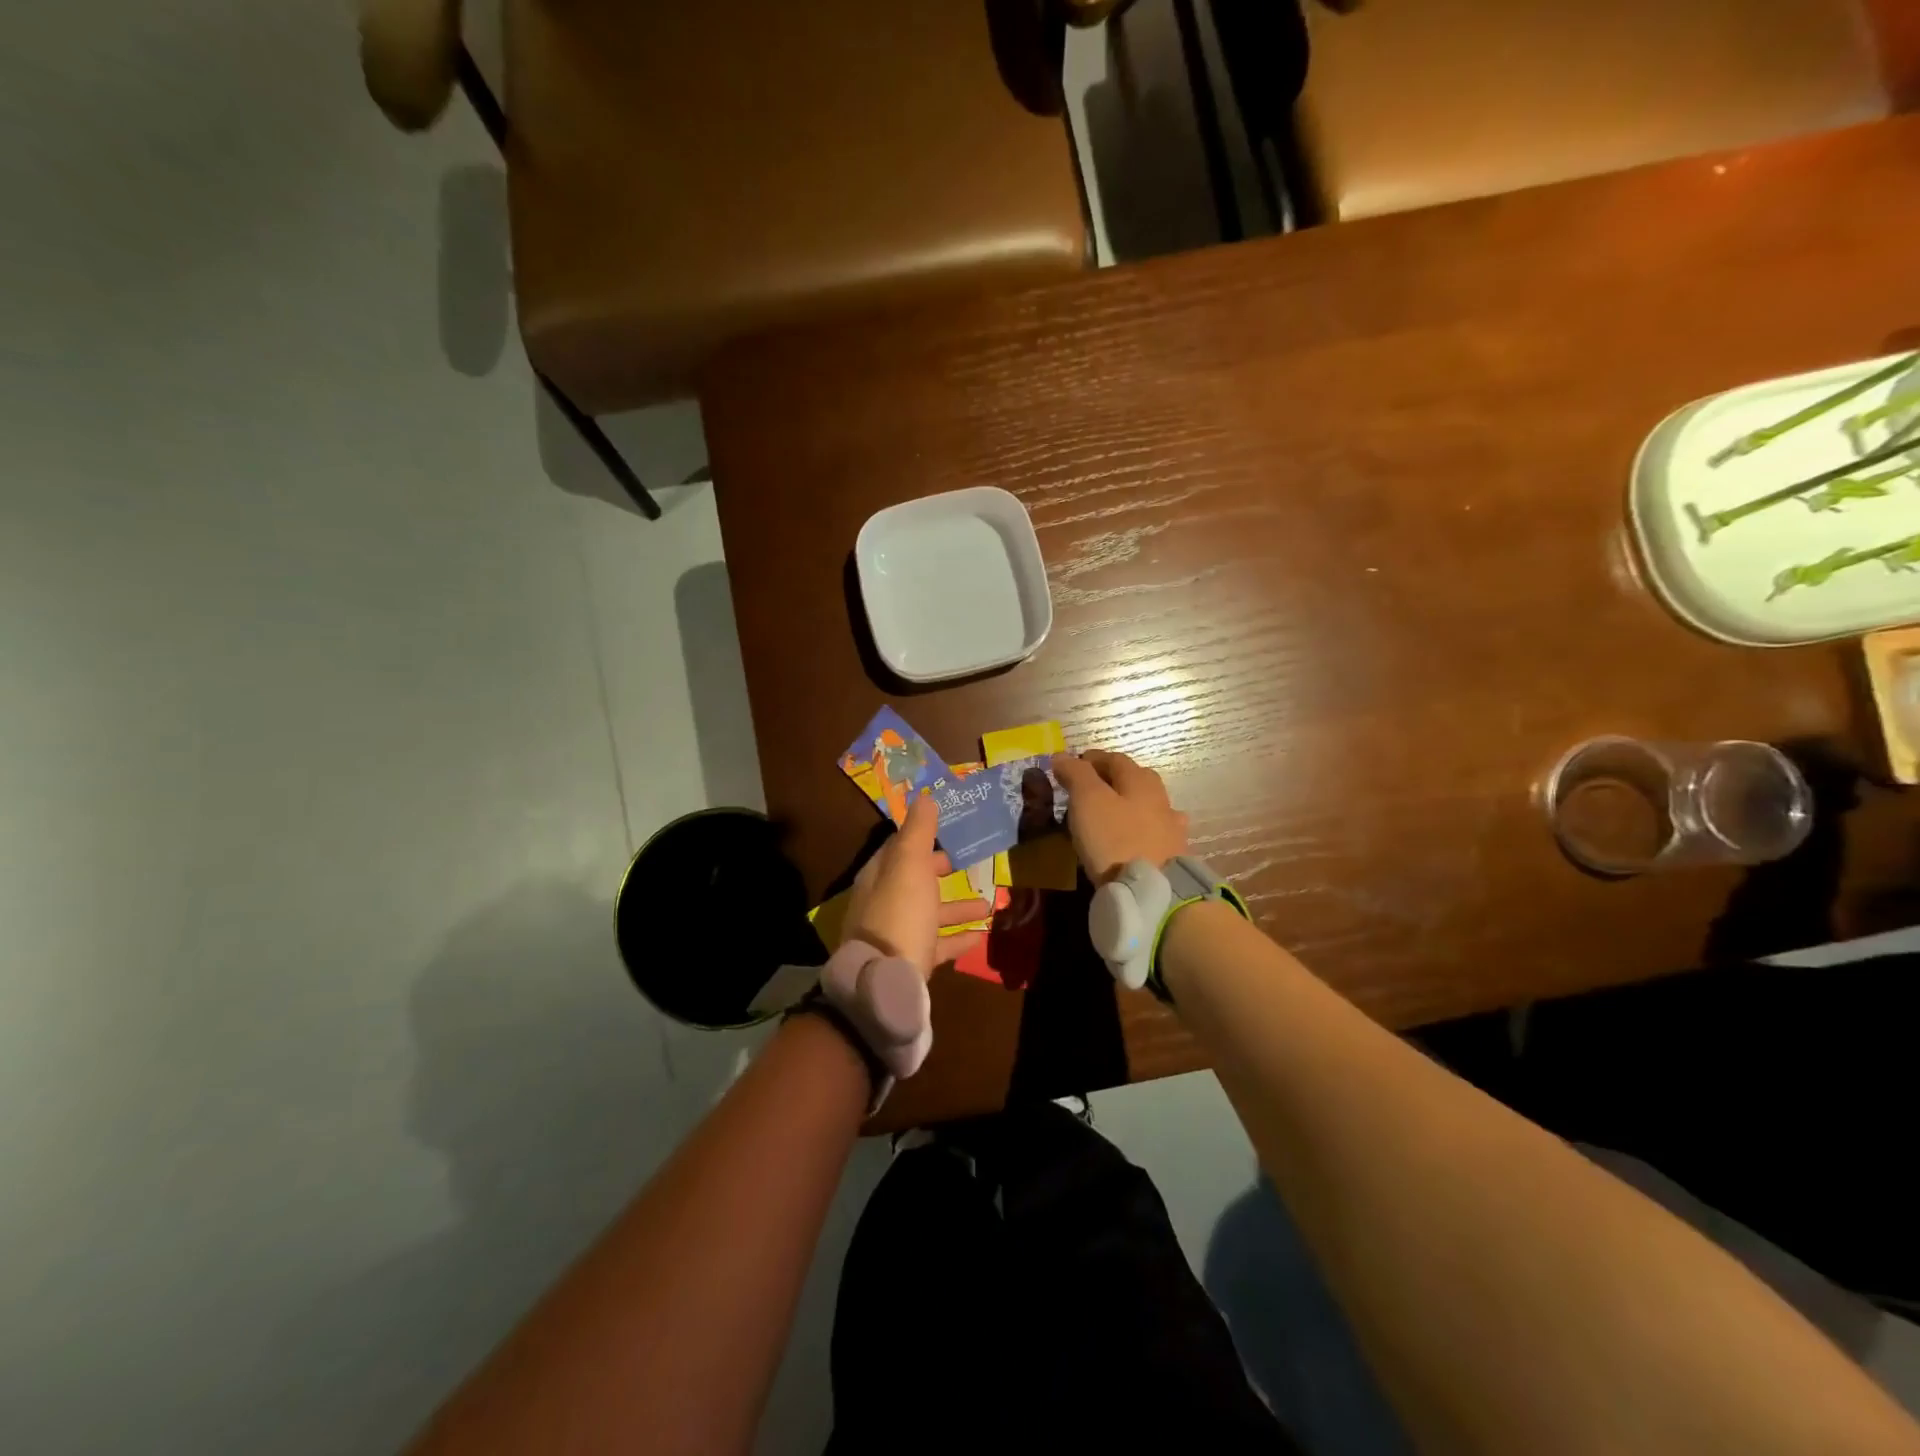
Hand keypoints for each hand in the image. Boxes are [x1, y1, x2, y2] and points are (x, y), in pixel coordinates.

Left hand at [844, 796, 990, 977]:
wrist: (886, 984)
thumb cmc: (900, 915)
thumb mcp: (910, 865)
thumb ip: (919, 832)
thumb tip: (924, 797)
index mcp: (879, 876)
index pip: (897, 848)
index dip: (920, 836)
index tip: (947, 828)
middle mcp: (883, 903)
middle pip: (914, 880)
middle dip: (940, 870)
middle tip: (968, 862)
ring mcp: (895, 935)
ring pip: (929, 913)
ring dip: (957, 906)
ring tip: (989, 904)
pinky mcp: (909, 963)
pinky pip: (937, 945)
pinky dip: (958, 938)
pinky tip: (981, 935)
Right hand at [1051, 750, 1189, 883]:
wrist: (1151, 891)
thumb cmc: (1114, 839)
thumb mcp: (1088, 800)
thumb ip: (1076, 774)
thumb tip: (1062, 755)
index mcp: (1140, 780)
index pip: (1114, 759)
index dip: (1091, 759)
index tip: (1071, 766)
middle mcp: (1160, 798)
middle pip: (1135, 779)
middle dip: (1112, 778)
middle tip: (1088, 788)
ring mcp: (1170, 827)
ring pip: (1147, 805)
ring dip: (1128, 803)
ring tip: (1109, 814)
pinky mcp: (1173, 854)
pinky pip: (1154, 832)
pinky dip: (1141, 828)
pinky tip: (1137, 836)